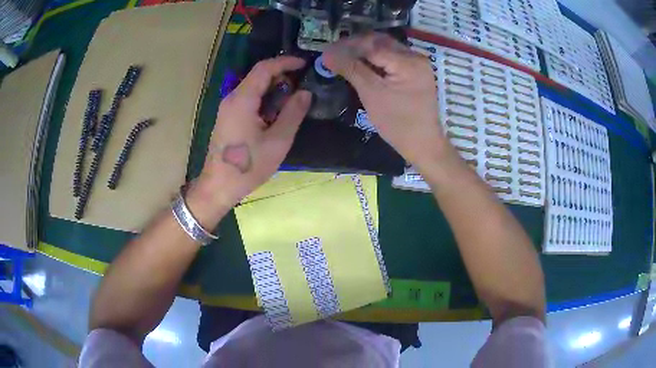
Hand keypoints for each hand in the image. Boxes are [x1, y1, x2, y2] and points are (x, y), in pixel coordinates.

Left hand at [196, 56, 310, 210]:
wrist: (218, 186)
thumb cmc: (248, 166)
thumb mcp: (278, 141)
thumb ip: (293, 113)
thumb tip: (305, 93)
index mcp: (242, 99)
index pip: (264, 68)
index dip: (285, 62)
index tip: (304, 64)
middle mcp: (232, 98)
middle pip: (258, 75)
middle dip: (281, 75)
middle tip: (302, 84)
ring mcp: (227, 108)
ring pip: (253, 87)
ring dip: (273, 88)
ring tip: (293, 98)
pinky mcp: (228, 117)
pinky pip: (248, 99)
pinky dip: (264, 98)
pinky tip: (276, 112)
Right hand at [323, 33, 450, 169]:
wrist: (423, 145)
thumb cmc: (398, 123)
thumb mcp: (372, 94)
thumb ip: (350, 69)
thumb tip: (326, 54)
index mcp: (408, 61)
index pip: (372, 45)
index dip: (347, 46)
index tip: (326, 52)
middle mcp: (415, 56)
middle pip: (380, 42)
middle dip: (355, 45)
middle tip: (333, 53)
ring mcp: (417, 64)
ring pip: (385, 48)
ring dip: (364, 51)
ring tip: (343, 58)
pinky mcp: (415, 72)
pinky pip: (392, 58)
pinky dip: (375, 59)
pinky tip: (360, 64)